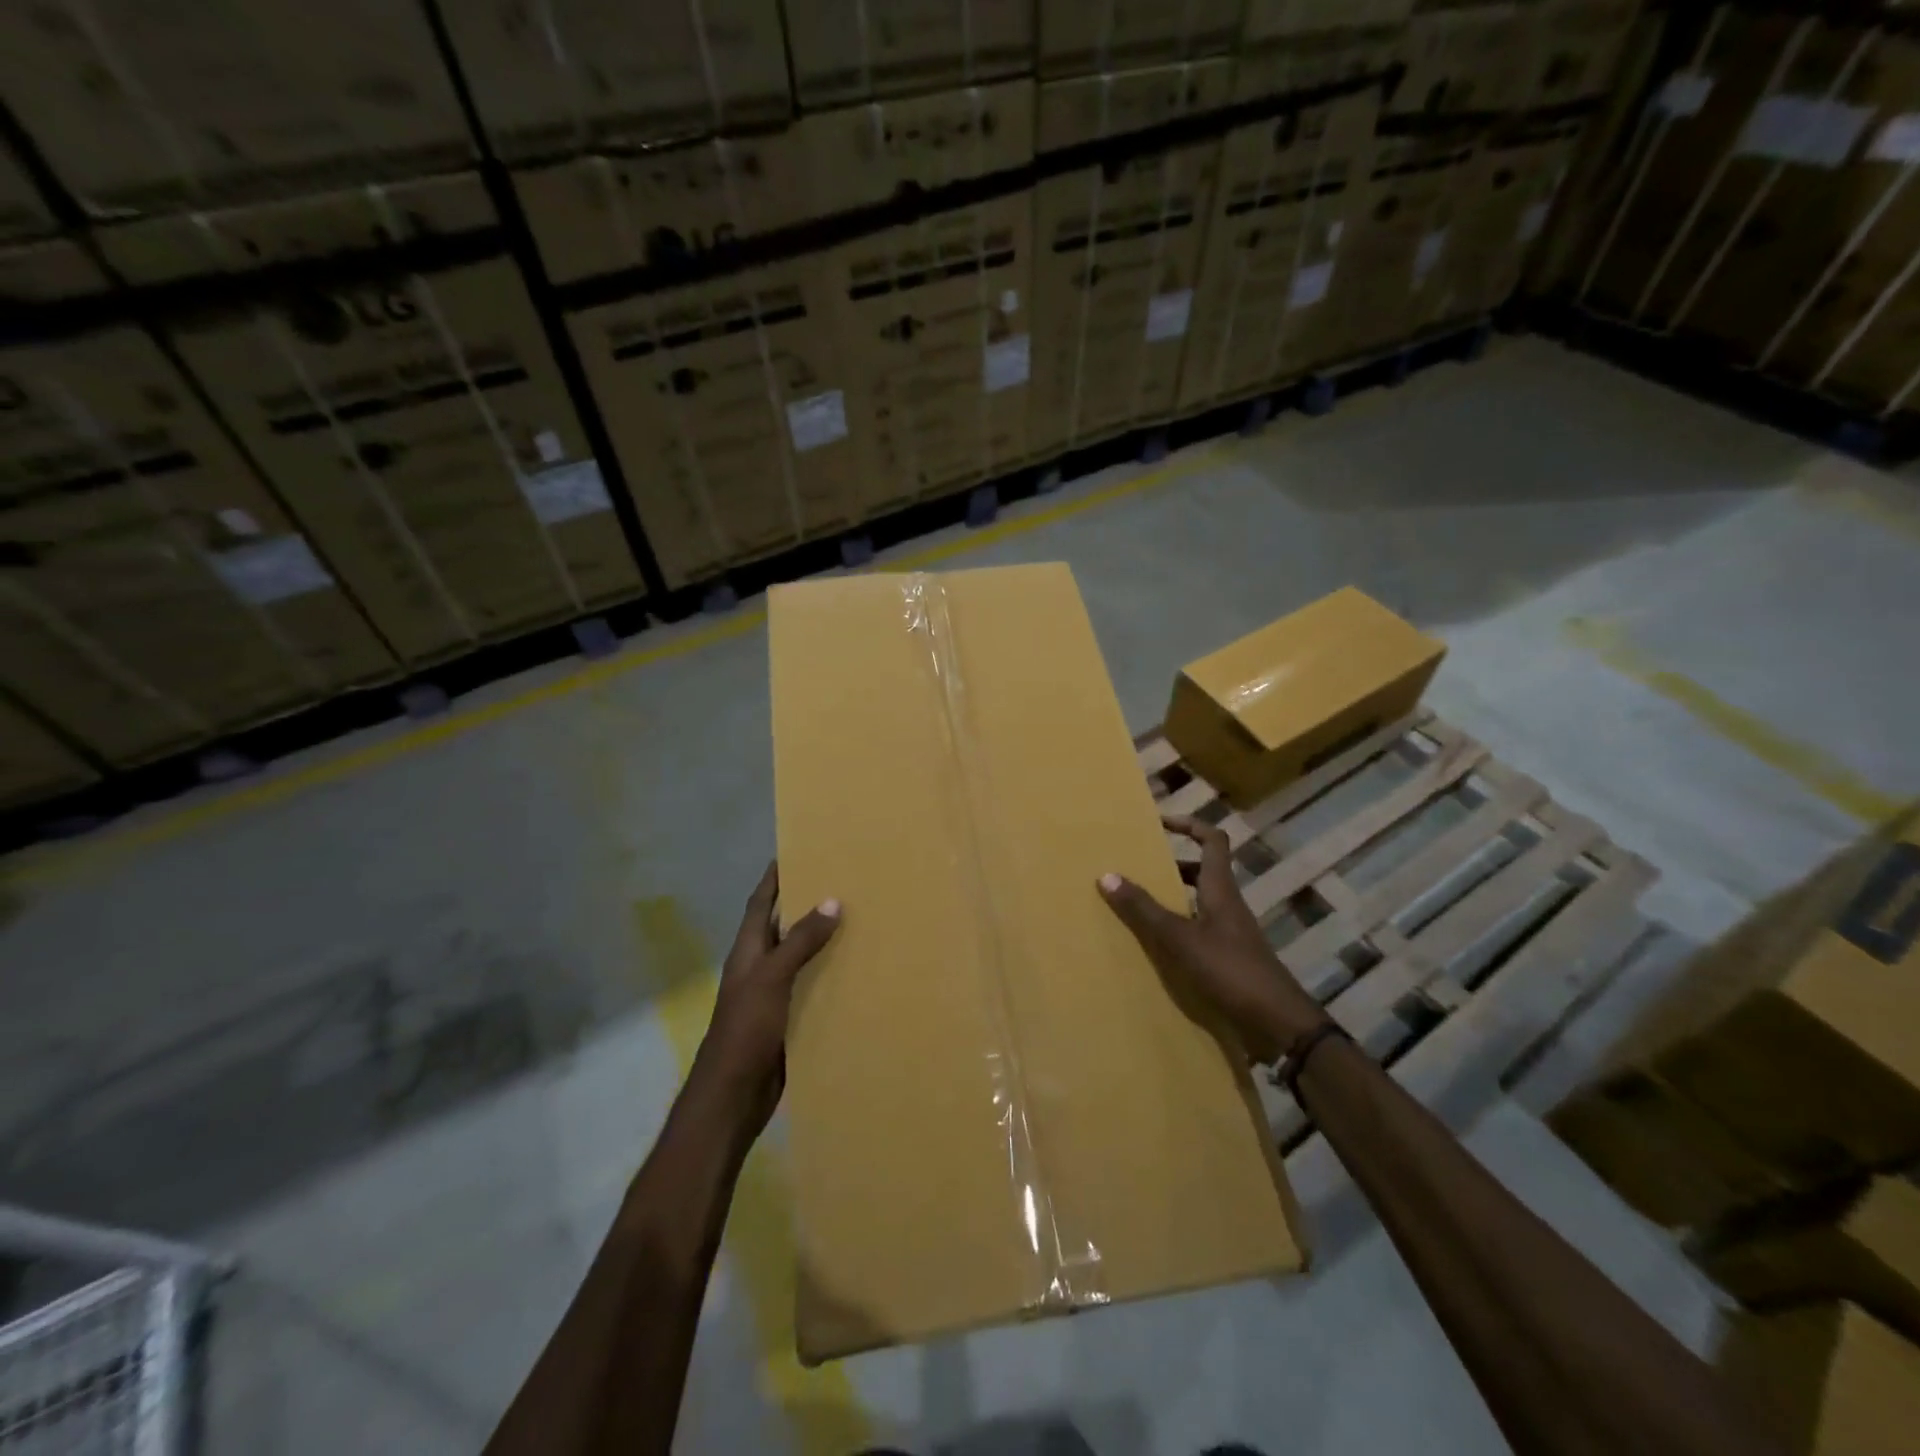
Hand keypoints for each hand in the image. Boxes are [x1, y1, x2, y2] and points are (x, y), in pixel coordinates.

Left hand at [694, 862, 840, 1134]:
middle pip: (783, 927)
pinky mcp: (788, 1019)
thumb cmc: (745, 1029)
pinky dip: (830, 976)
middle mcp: (760, 967)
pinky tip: (857, 971)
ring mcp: (774, 995)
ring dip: (823, 941)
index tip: (794, 851)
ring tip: (859, 919)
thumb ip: (800, 941)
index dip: (773, 878)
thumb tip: (831, 900)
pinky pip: (812, 988)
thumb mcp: (772, 977)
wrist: (733, 1095)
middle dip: (806, 904)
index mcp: (748, 952)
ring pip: (801, 958)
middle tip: (842, 881)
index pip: (760, 903)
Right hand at [1098, 815, 1326, 1060]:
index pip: (1212, 841)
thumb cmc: (1231, 971)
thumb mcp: (1180, 939)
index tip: (1159, 822)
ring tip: (1138, 903)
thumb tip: (1107, 874)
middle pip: (1203, 870)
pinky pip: (1199, 931)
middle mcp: (1228, 905)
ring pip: (1199, 902)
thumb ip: (1144, 909)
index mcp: (1221, 890)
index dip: (1188, 825)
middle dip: (1172, 864)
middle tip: (1138, 866)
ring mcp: (1231, 933)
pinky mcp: (1229, 959)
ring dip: (1172, 897)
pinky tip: (1155, 946)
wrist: (1278, 1024)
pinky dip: (1178, 929)